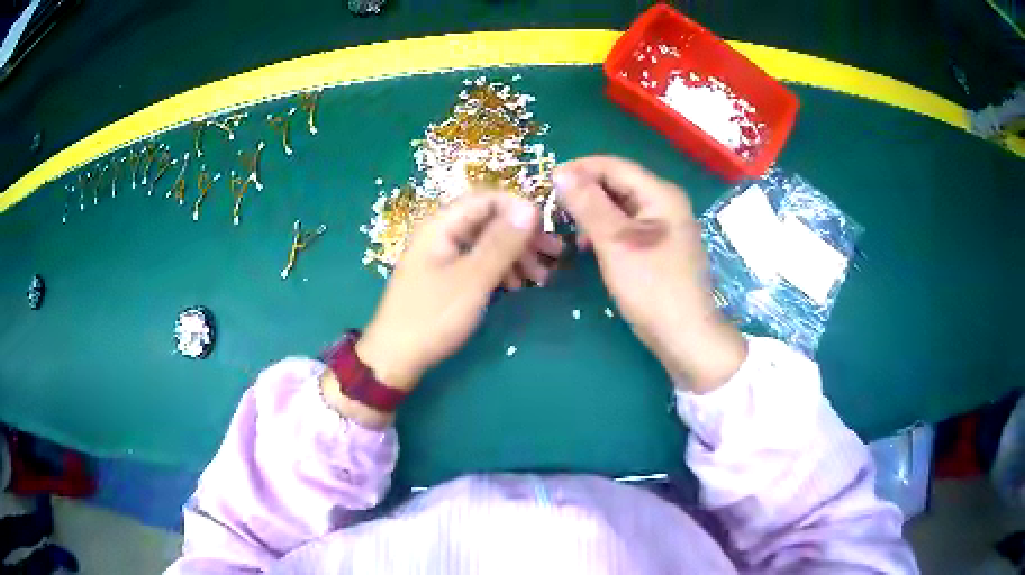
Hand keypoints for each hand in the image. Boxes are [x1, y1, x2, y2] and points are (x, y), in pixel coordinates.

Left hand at [356, 190, 544, 392]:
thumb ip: (502, 243)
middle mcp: (442, 233)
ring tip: (541, 278)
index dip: (520, 209)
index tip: (547, 231)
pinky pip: (478, 261)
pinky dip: (501, 270)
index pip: (488, 198)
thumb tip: (531, 208)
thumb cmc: (432, 316)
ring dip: (516, 255)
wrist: (396, 358)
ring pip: (487, 242)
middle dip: (523, 235)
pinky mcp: (445, 276)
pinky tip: (516, 287)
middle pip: (490, 220)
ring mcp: (443, 255)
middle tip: (555, 256)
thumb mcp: (472, 279)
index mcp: (442, 225)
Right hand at [554, 156, 745, 392]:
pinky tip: (590, 245)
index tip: (547, 181)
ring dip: (593, 212)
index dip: (579, 169)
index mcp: (660, 194)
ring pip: (621, 206)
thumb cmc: (652, 288)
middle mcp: (666, 202)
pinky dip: (606, 230)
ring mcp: (665, 225)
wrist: (685, 336)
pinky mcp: (661, 246)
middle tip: (553, 207)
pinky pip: (628, 226)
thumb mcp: (616, 243)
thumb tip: (562, 173)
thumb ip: (589, 205)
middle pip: (619, 184)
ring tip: (568, 227)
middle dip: (585, 191)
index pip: (614, 166)